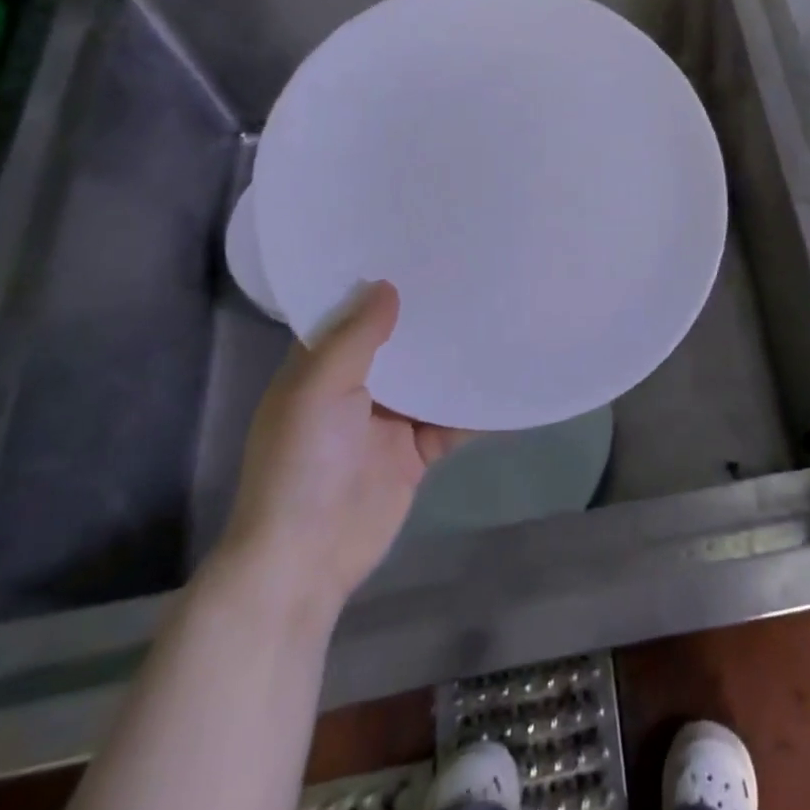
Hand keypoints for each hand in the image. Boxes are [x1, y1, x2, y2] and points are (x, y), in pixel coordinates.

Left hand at [214, 281, 471, 621]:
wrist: (306, 557)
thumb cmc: (302, 463)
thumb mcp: (319, 389)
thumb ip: (355, 338)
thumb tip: (388, 286)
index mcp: (321, 368)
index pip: (351, 315)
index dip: (379, 287)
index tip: (417, 251)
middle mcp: (355, 388)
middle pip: (398, 344)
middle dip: (428, 318)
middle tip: (472, 275)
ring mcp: (388, 422)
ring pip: (430, 379)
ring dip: (457, 359)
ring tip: (498, 315)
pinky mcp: (416, 452)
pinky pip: (452, 421)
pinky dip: (476, 408)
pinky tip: (508, 382)